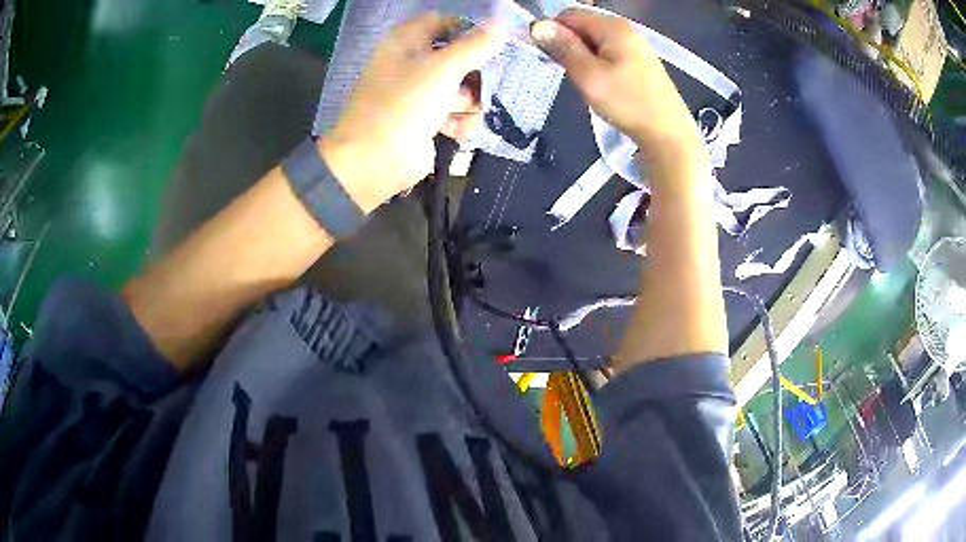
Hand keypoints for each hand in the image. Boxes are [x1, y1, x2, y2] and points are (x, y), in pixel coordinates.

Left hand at [320, 14, 505, 213]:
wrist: (374, 161)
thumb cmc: (404, 104)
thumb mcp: (443, 68)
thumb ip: (475, 46)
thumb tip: (501, 24)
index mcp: (407, 42)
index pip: (444, 22)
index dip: (468, 30)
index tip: (493, 42)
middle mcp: (413, 63)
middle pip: (458, 57)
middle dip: (476, 73)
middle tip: (488, 83)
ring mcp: (419, 93)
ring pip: (461, 87)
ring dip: (471, 102)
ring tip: (465, 113)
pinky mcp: (426, 120)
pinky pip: (455, 113)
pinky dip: (461, 122)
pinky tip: (458, 132)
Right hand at [531, 9, 699, 150]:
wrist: (668, 134)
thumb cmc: (628, 104)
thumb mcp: (589, 76)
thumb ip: (563, 48)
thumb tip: (537, 25)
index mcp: (612, 27)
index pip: (569, 14)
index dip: (553, 32)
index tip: (550, 58)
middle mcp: (625, 29)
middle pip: (583, 26)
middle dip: (569, 45)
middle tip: (572, 73)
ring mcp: (636, 45)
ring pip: (595, 41)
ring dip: (583, 57)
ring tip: (588, 82)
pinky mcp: (641, 61)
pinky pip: (609, 52)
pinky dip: (599, 64)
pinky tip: (603, 84)